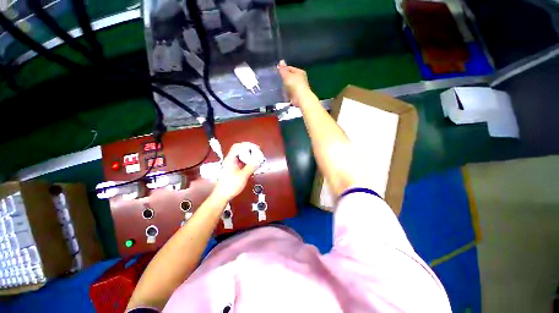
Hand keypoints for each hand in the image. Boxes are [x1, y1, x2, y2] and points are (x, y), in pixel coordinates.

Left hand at [212, 144, 256, 201]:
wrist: (222, 196)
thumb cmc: (230, 185)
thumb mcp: (243, 176)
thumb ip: (251, 167)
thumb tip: (258, 160)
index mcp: (230, 159)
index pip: (237, 146)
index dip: (246, 145)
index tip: (255, 147)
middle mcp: (230, 160)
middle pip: (240, 150)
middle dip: (249, 150)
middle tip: (258, 153)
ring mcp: (232, 165)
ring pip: (241, 157)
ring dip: (249, 156)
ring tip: (257, 159)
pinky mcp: (233, 170)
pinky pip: (242, 163)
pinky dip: (248, 162)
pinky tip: (253, 165)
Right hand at [277, 60, 312, 107]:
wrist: (301, 99)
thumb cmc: (294, 85)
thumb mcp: (287, 75)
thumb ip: (283, 69)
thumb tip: (281, 61)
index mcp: (300, 72)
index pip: (290, 68)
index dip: (283, 69)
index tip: (276, 72)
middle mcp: (301, 79)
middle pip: (290, 77)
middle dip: (284, 78)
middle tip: (276, 80)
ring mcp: (300, 88)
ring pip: (290, 85)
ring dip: (285, 86)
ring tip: (278, 87)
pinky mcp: (298, 96)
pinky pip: (290, 92)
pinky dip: (287, 93)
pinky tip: (283, 94)